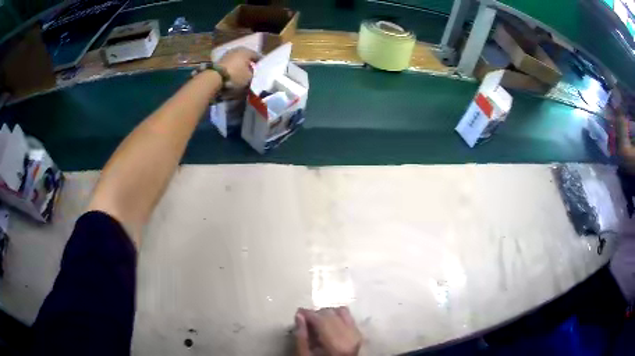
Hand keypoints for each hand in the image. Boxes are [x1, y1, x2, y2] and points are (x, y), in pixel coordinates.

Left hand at [216, 47, 259, 88]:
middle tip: (253, 73)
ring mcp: (228, 54)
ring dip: (240, 67)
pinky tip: (234, 75)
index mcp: (247, 51)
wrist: (215, 78)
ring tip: (243, 75)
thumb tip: (252, 73)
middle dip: (249, 65)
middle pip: (246, 58)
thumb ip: (253, 74)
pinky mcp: (220, 61)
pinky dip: (233, 69)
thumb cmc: (235, 75)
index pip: (257, 56)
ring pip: (238, 61)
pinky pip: (230, 64)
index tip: (262, 70)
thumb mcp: (249, 78)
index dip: (260, 64)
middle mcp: (237, 50)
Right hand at [295, 307, 361, 355]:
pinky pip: (350, 318)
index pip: (321, 319)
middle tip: (305, 320)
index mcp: (337, 344)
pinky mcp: (360, 335)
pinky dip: (339, 317)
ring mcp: (358, 334)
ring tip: (317, 322)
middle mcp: (351, 336)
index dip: (308, 313)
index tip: (298, 313)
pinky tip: (330, 325)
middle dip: (317, 314)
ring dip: (328, 314)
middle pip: (332, 314)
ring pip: (342, 313)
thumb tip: (299, 317)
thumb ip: (302, 338)